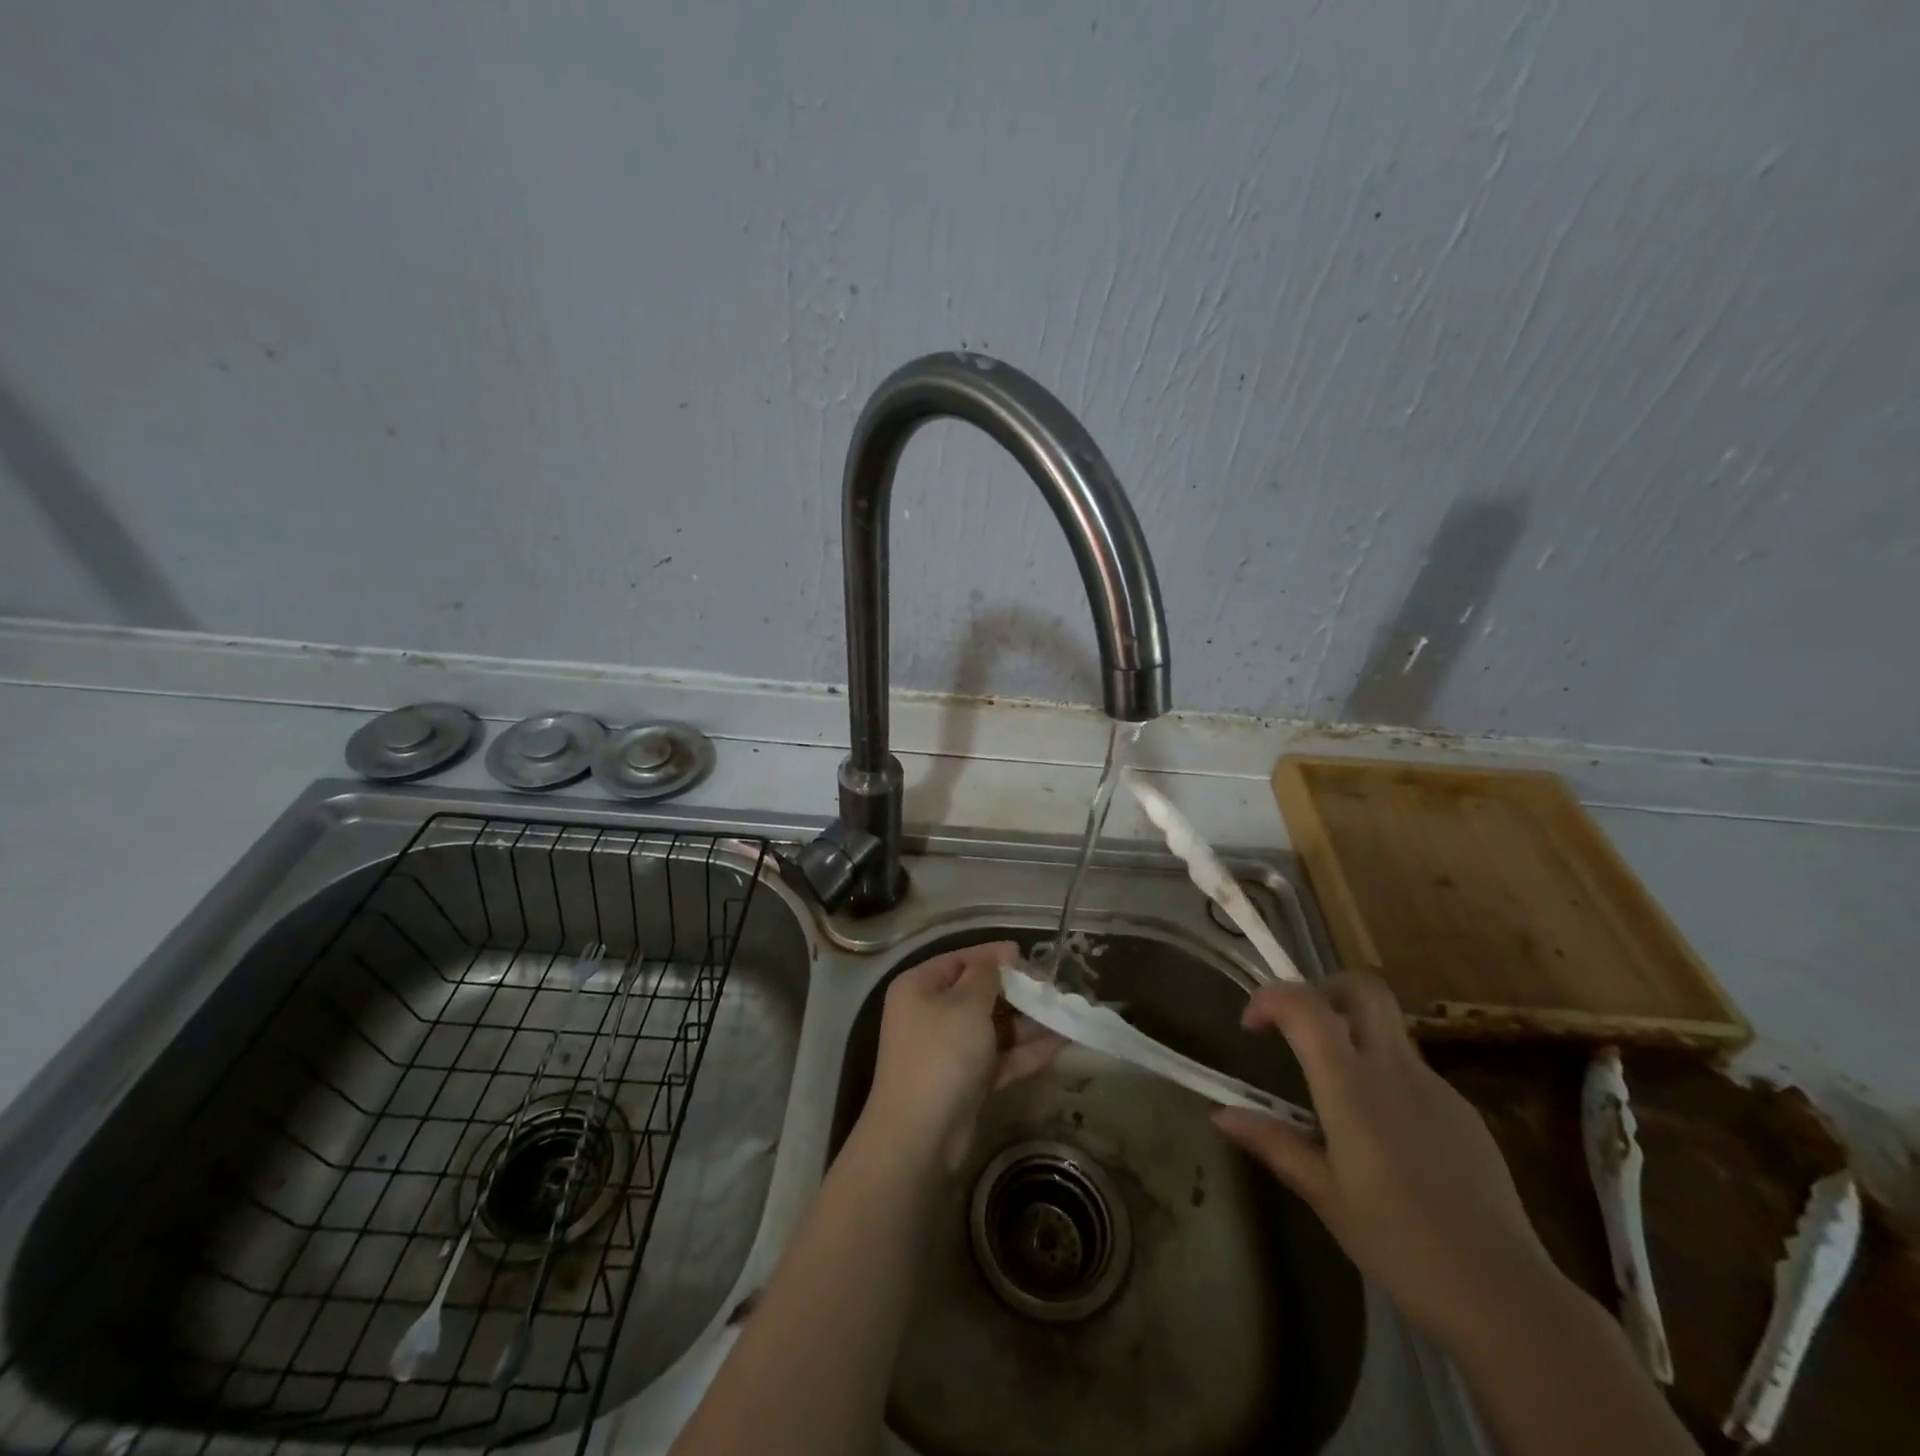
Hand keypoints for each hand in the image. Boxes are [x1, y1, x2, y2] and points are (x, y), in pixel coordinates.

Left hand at [865, 941, 1063, 1170]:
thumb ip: (987, 975)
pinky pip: (999, 1056)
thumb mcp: (966, 1004)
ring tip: (1066, 1014)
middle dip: (1018, 991)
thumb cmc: (941, 1053)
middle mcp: (931, 1013)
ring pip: (994, 1027)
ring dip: (1028, 1022)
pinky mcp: (966, 1079)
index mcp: (920, 986)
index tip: (1027, 954)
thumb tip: (1000, 956)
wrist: (921, 1135)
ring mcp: (949, 1049)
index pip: (960, 960)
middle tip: (1054, 988)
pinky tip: (1061, 1043)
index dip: (994, 956)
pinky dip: (1026, 1050)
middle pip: (979, 993)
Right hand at [1212, 972, 1558, 1349]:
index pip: (1306, 1006)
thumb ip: (1274, 1143)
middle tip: (1299, 1027)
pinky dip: (1384, 1077)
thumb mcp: (1324, 1195)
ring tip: (1335, 1094)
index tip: (1252, 1026)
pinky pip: (1412, 1072)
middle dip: (1322, 989)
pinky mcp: (1463, 1112)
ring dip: (1352, 1035)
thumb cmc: (1400, 1243)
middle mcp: (1394, 1070)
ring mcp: (1435, 1087)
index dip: (1270, 997)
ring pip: (1388, 1029)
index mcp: (1352, 1086)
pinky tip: (1383, 1136)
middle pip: (1362, 989)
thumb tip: (1221, 1114)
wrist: (1506, 1296)